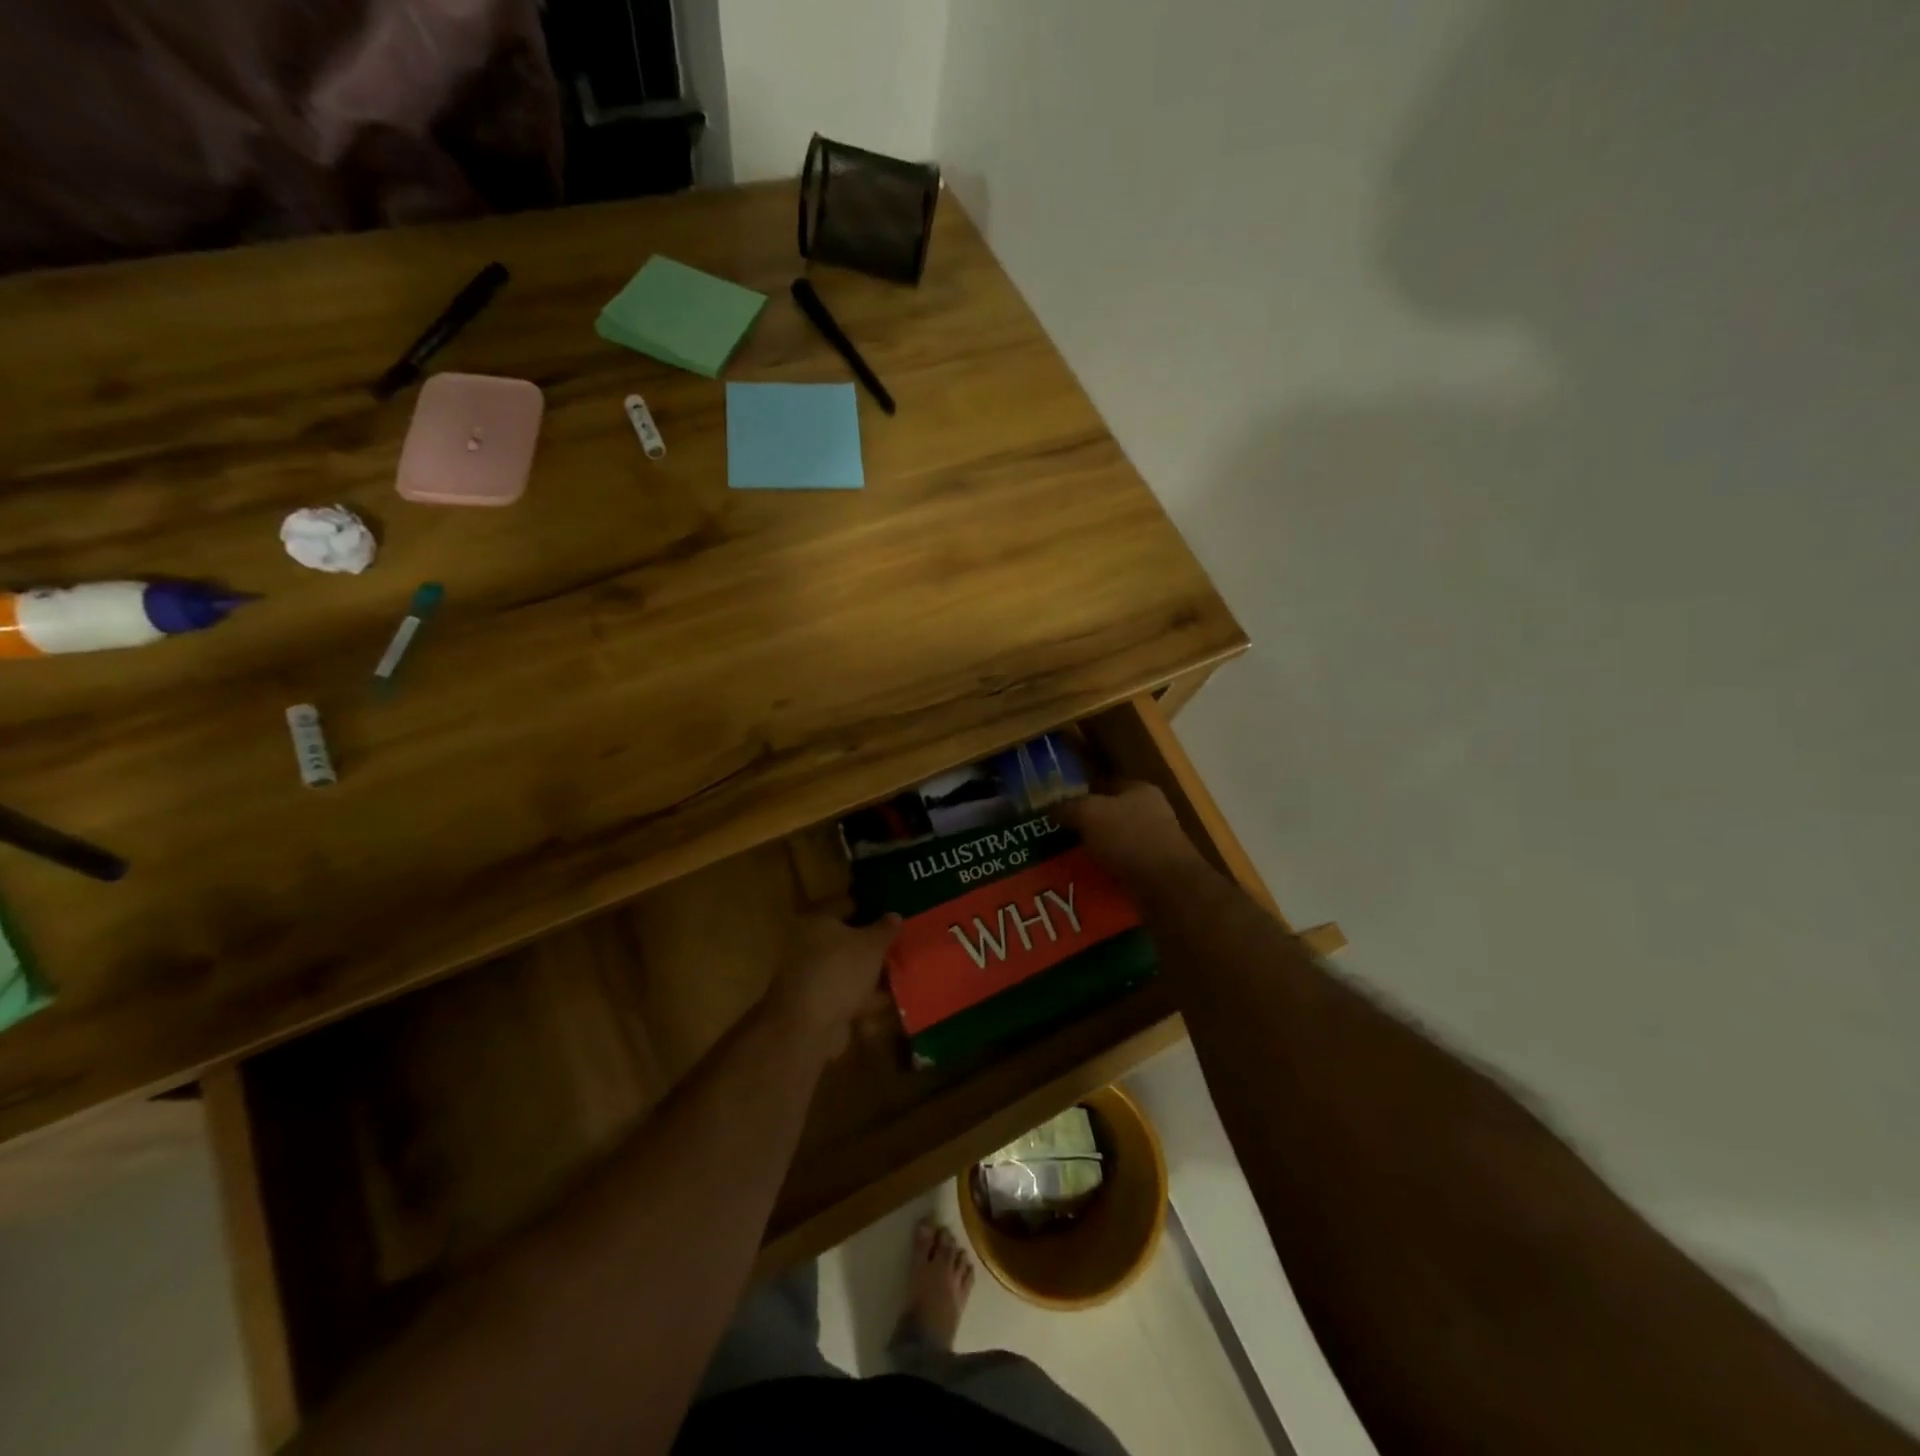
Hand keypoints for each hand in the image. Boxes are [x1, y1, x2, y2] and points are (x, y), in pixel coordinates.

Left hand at [765, 912, 903, 1058]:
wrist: (807, 1027)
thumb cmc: (839, 971)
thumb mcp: (871, 945)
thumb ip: (885, 929)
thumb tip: (894, 915)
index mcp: (818, 920)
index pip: (847, 904)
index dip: (871, 907)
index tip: (894, 913)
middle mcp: (810, 944)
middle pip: (848, 939)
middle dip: (874, 945)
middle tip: (903, 945)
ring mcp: (813, 976)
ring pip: (849, 970)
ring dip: (872, 974)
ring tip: (904, 973)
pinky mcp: (818, 1005)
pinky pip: (848, 995)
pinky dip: (866, 998)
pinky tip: (891, 1002)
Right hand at [1057, 783, 1205, 888]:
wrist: (1166, 885)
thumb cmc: (1128, 837)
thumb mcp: (1089, 813)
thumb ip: (1069, 807)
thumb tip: (1053, 808)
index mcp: (1140, 790)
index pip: (1107, 783)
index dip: (1082, 791)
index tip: (1060, 805)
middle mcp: (1152, 812)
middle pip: (1112, 814)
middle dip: (1088, 824)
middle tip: (1060, 834)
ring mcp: (1157, 843)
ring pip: (1117, 842)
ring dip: (1097, 850)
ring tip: (1070, 859)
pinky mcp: (1156, 871)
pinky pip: (1124, 866)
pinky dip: (1108, 871)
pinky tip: (1089, 879)